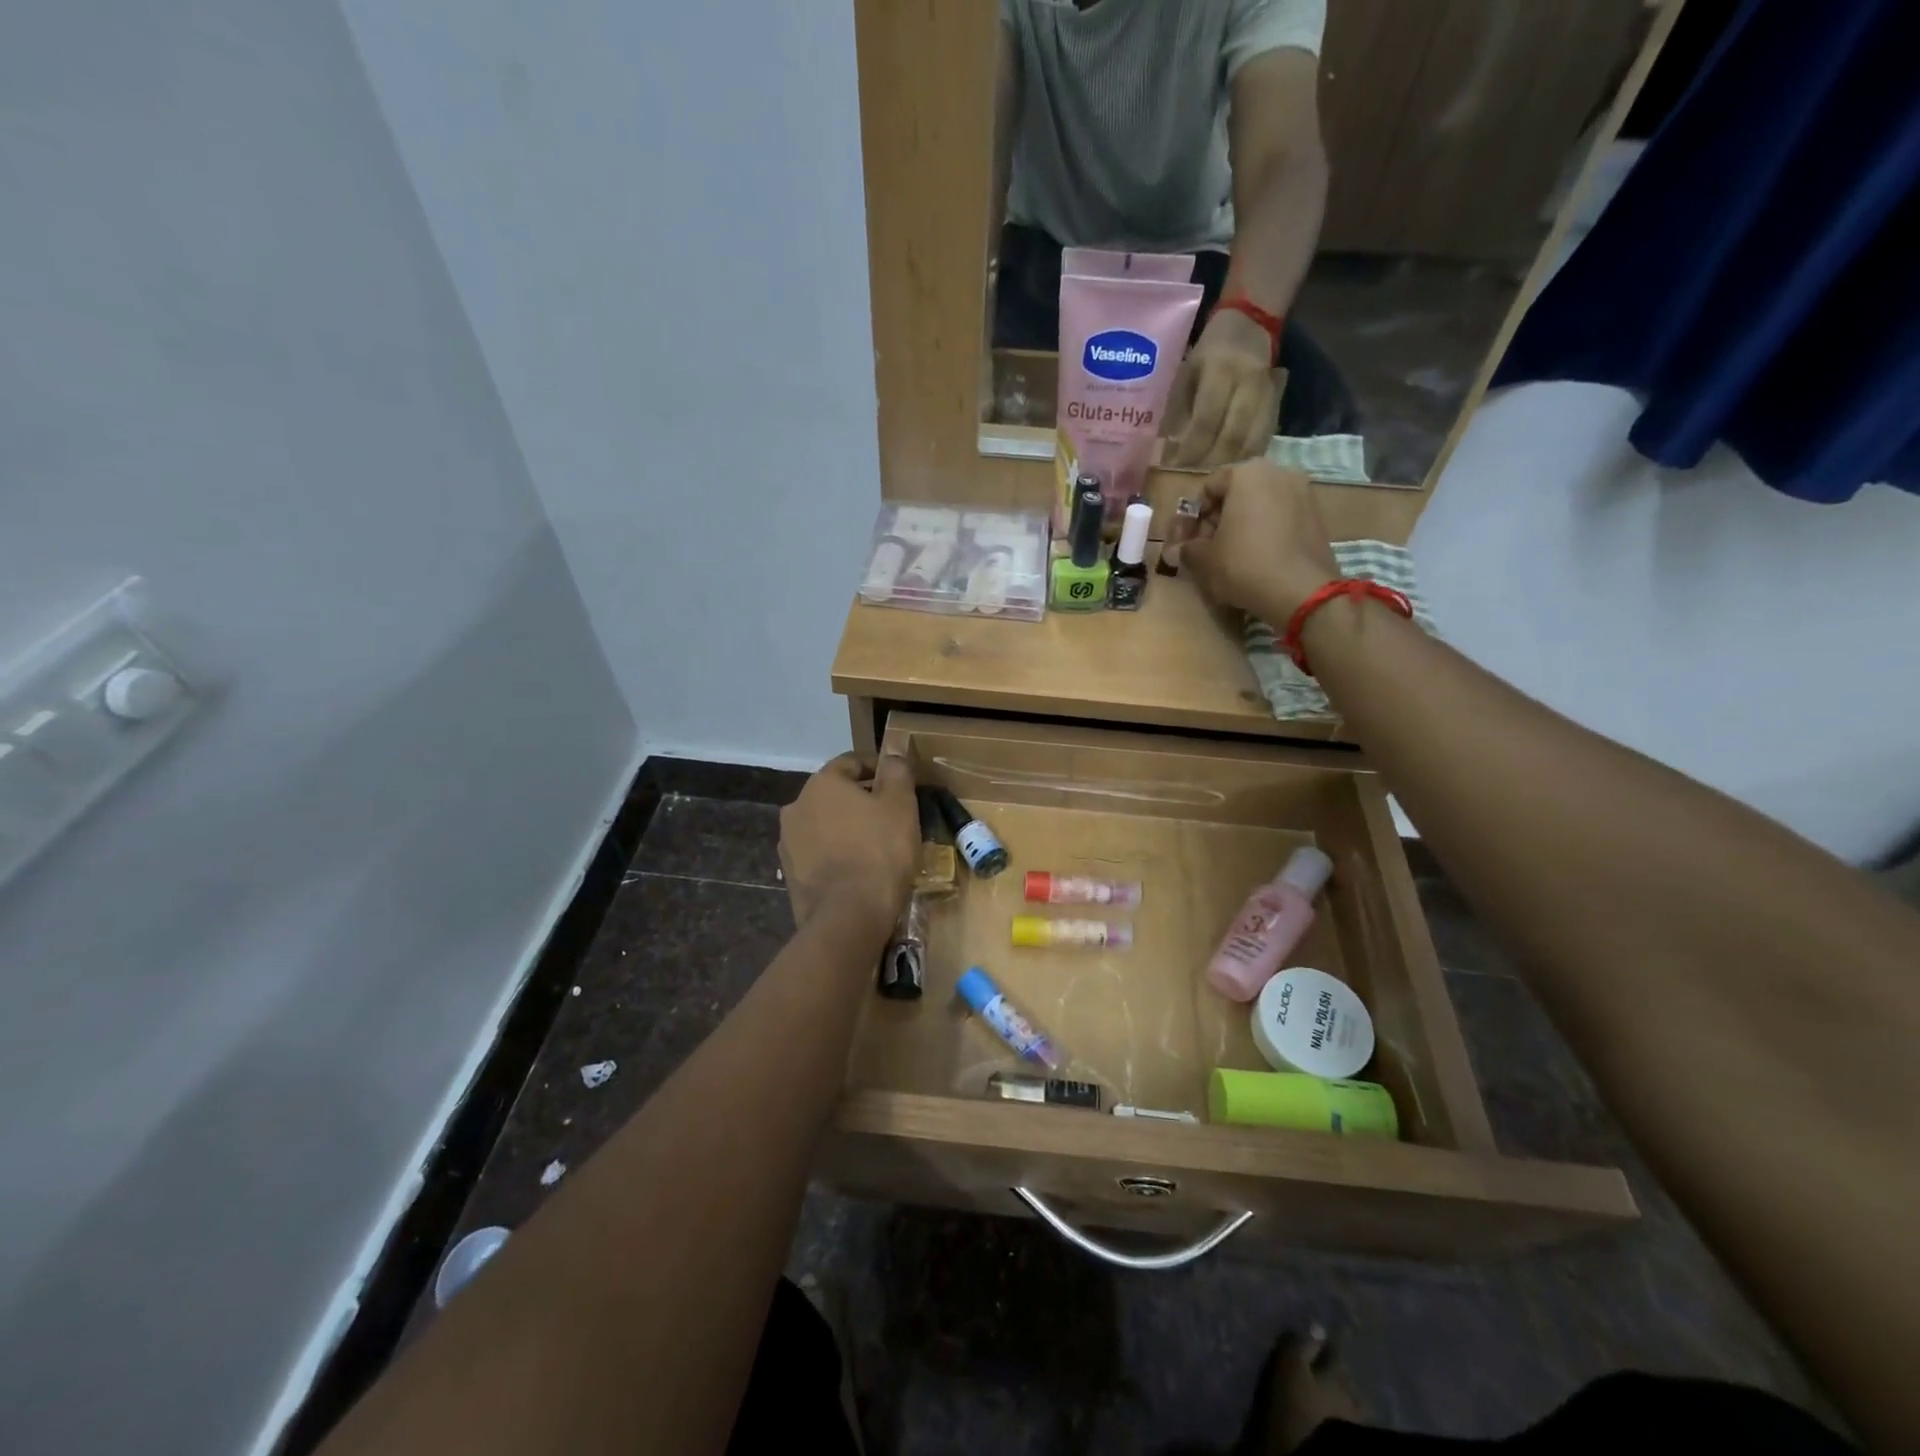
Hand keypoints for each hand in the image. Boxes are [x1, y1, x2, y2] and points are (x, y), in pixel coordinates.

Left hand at [779, 753, 918, 930]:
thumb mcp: (900, 805)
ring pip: (826, 825)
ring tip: (877, 846)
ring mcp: (788, 843)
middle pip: (836, 794)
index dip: (880, 769)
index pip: (852, 763)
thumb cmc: (880, 851)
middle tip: (893, 817)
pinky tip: (859, 870)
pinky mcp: (790, 874)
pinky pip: (819, 854)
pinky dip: (838, 854)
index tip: (901, 783)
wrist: (848, 916)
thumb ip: (897, 772)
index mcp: (821, 783)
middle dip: (863, 801)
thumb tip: (894, 752)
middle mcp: (796, 806)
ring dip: (848, 828)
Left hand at [1164, 309, 1277, 467]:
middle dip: (1210, 462)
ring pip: (1253, 440)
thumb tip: (1167, 451)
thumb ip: (1178, 411)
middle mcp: (1247, 382)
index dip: (1191, 449)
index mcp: (1220, 371)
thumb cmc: (1207, 353)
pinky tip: (1232, 468)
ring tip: (1211, 479)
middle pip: (1232, 436)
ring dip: (1230, 464)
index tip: (1175, 468)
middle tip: (1193, 480)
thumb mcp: (1186, 374)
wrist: (1250, 324)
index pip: (1206, 420)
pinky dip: (1247, 457)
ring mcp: (1267, 393)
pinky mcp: (1278, 402)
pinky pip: (1265, 437)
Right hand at [1180, 460, 1338, 623]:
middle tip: (1207, 549)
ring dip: (1241, 526)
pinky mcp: (1316, 515)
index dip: (1192, 516)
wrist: (1300, 590)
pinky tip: (1256, 558)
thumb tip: (1177, 550)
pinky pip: (1280, 518)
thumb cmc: (1243, 564)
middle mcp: (1278, 472)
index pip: (1208, 488)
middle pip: (1236, 494)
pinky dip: (1264, 532)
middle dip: (1218, 519)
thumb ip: (1187, 549)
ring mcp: (1303, 492)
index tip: (1187, 541)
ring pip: (1259, 506)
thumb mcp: (1204, 559)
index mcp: (1247, 473)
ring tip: (1231, 556)